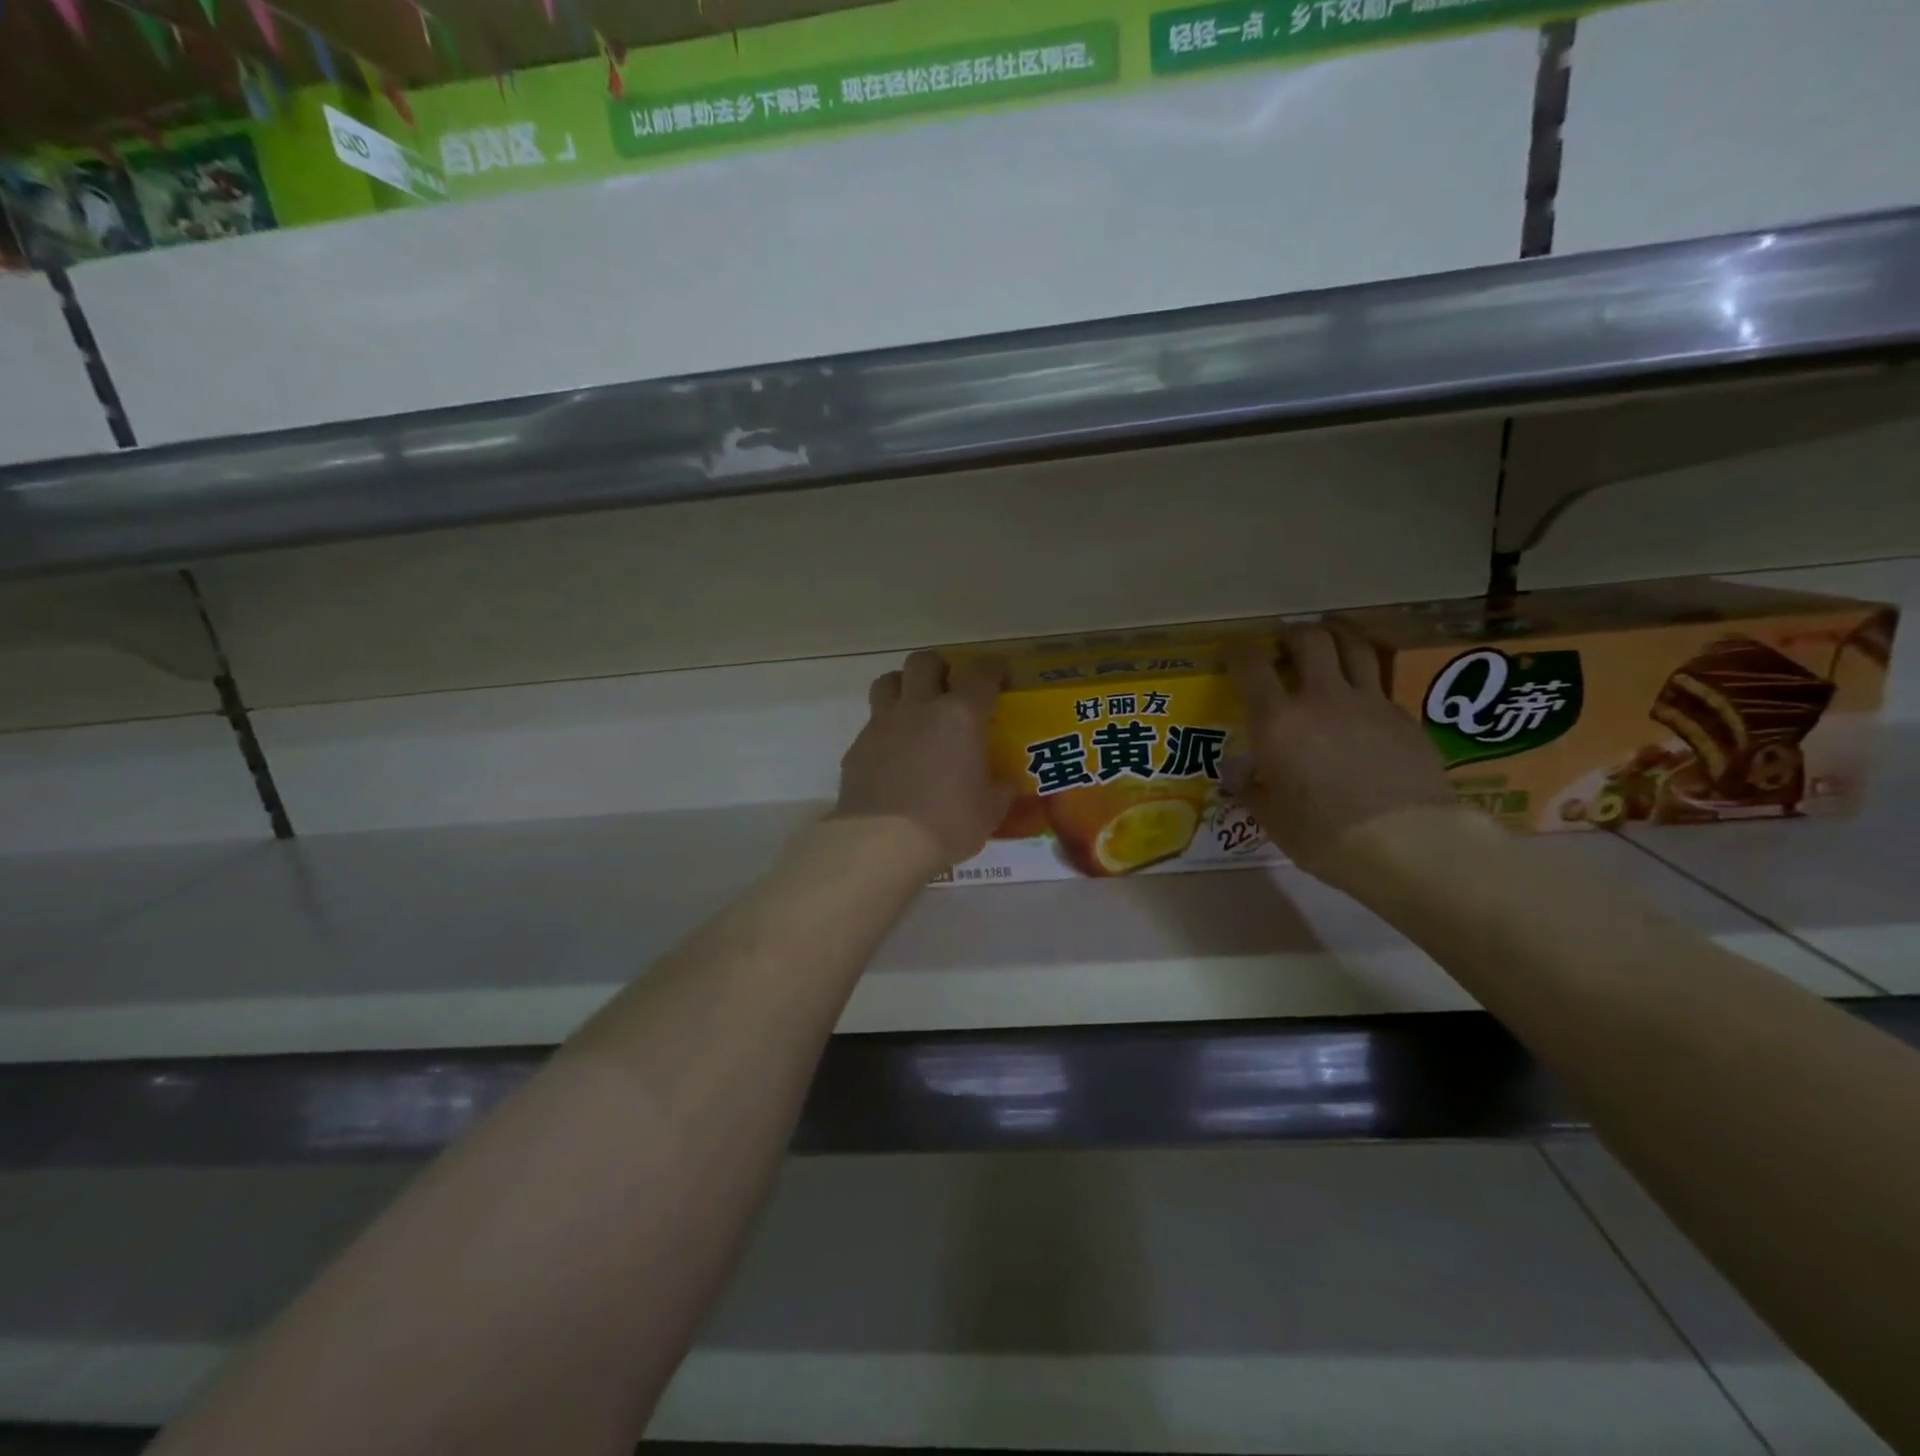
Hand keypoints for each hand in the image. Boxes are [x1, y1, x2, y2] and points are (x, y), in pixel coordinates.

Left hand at [834, 651, 1013, 869]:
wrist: (881, 843)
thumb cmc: (947, 823)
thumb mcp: (989, 811)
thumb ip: (1000, 789)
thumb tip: (1005, 783)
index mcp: (960, 716)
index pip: (981, 673)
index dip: (994, 670)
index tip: (1000, 678)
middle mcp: (920, 707)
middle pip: (925, 661)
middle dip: (939, 668)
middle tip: (949, 690)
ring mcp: (883, 724)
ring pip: (888, 681)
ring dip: (904, 687)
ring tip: (915, 710)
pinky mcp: (858, 746)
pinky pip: (872, 724)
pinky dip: (885, 730)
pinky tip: (893, 756)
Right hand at [1227, 625, 1457, 881]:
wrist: (1408, 843)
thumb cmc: (1324, 835)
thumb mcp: (1272, 818)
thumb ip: (1253, 788)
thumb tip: (1239, 774)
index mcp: (1278, 720)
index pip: (1250, 665)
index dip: (1236, 651)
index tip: (1230, 651)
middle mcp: (1322, 698)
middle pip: (1310, 639)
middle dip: (1292, 636)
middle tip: (1284, 648)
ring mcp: (1369, 703)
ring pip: (1354, 647)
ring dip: (1336, 638)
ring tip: (1327, 646)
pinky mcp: (1404, 717)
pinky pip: (1380, 684)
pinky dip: (1364, 681)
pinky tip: (1359, 703)